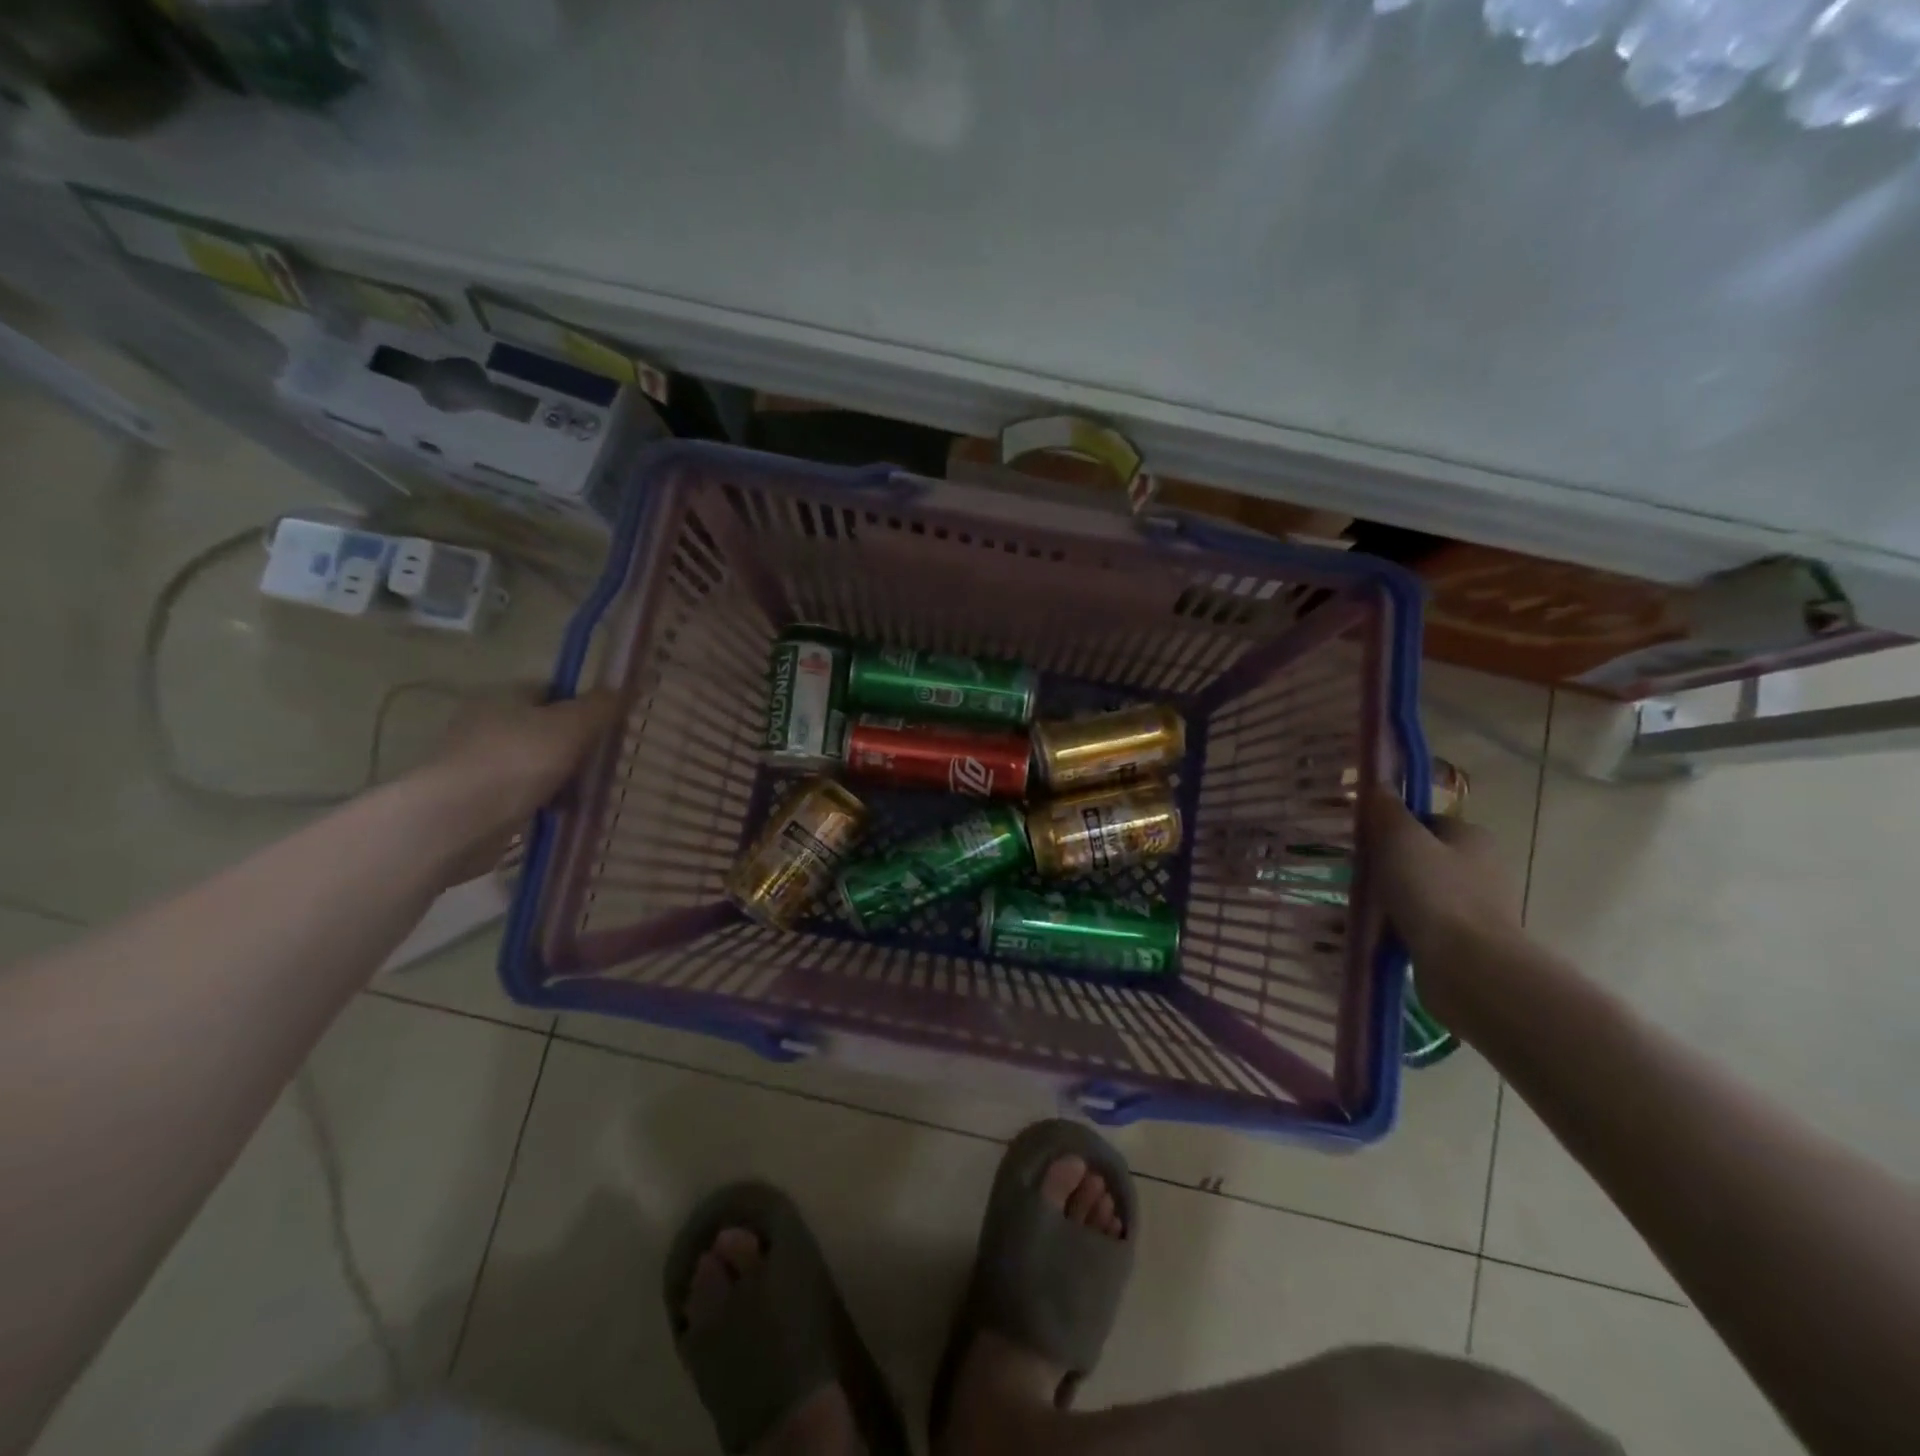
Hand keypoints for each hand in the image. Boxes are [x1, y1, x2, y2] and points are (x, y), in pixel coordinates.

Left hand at [415, 689, 622, 879]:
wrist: (456, 821)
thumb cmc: (517, 761)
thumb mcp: (572, 725)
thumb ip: (603, 705)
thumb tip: (629, 686)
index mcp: (504, 695)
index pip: (553, 690)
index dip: (585, 706)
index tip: (609, 728)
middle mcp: (485, 722)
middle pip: (547, 728)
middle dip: (577, 747)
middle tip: (604, 764)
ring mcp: (477, 761)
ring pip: (537, 763)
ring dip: (563, 778)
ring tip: (587, 795)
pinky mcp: (475, 797)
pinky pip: (522, 793)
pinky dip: (544, 801)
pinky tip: (561, 814)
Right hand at [1365, 787, 1522, 1023]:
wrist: (1467, 966)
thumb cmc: (1433, 892)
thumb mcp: (1399, 839)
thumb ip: (1386, 810)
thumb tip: (1377, 783)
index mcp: (1473, 837)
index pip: (1427, 822)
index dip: (1393, 827)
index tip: (1364, 841)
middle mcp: (1484, 868)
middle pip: (1425, 857)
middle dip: (1392, 865)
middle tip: (1358, 874)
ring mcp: (1478, 908)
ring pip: (1425, 893)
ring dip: (1397, 899)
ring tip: (1364, 907)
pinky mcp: (1468, 942)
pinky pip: (1426, 925)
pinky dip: (1405, 927)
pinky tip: (1382, 933)